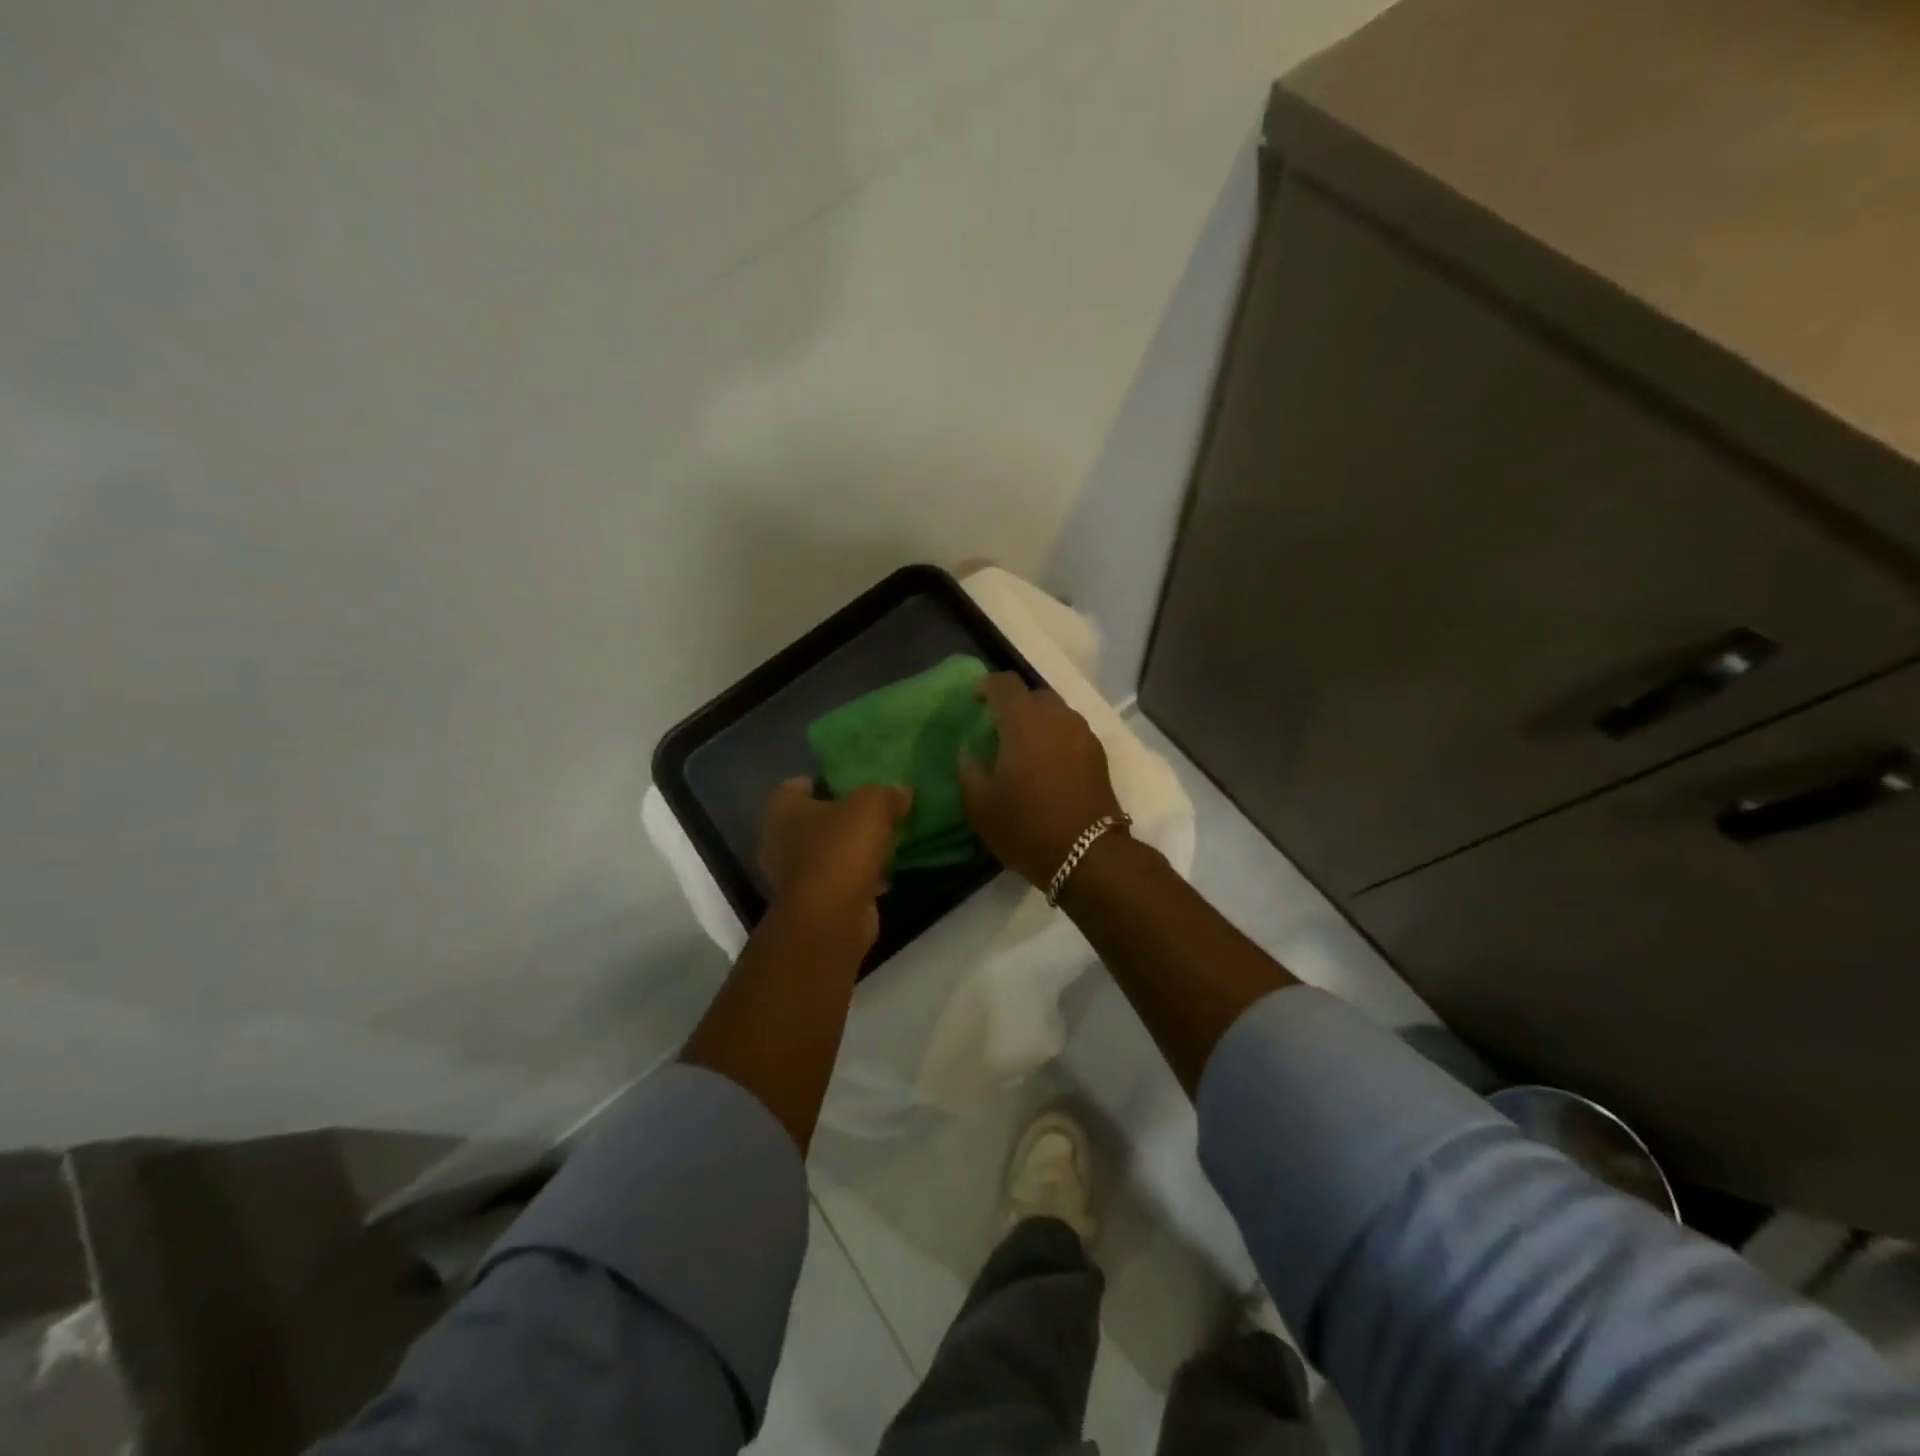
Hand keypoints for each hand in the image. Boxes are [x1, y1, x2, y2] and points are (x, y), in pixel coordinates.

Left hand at [759, 778, 910, 944]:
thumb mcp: (872, 806)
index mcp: (781, 809)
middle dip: (841, 817)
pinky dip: (857, 878)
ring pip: (827, 852)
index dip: (824, 781)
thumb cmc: (840, 850)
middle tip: (873, 812)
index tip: (852, 784)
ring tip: (884, 843)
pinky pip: (838, 880)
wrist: (831, 918)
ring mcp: (793, 875)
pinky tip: (884, 876)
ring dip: (851, 850)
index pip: (797, 785)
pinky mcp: (813, 902)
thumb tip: (902, 792)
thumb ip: (887, 794)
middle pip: (813, 820)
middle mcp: (778, 840)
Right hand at [960, 673, 1124, 888]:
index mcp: (1023, 722)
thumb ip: (969, 770)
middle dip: (1014, 704)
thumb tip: (969, 751)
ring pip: (1056, 713)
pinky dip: (1055, 738)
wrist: (1088, 855)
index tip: (974, 701)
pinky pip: (1071, 732)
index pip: (1004, 683)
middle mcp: (1057, 717)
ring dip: (1038, 721)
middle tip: (998, 728)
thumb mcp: (980, 806)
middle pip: (1033, 694)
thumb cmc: (1027, 827)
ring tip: (1023, 748)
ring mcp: (1082, 734)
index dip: (986, 686)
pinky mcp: (1098, 754)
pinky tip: (1046, 765)